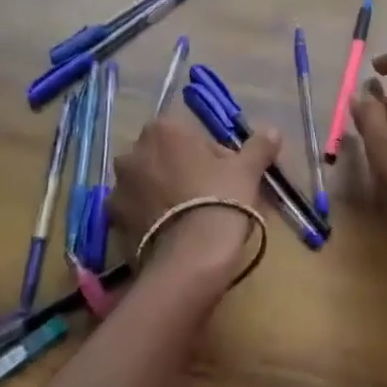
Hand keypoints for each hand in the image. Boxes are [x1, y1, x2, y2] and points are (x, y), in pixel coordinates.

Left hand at [109, 116, 280, 283]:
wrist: (191, 257)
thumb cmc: (220, 199)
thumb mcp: (247, 170)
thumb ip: (258, 146)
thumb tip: (273, 131)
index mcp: (162, 130)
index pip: (190, 136)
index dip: (211, 156)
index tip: (226, 177)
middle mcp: (132, 153)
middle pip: (165, 158)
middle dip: (183, 171)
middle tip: (210, 196)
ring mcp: (118, 188)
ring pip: (148, 184)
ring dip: (164, 193)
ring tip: (189, 219)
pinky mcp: (113, 221)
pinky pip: (137, 211)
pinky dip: (151, 218)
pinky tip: (172, 233)